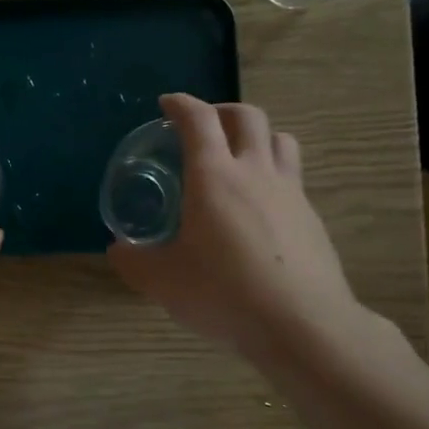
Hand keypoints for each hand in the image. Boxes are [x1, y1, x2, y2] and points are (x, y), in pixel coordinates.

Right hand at [108, 95, 362, 359]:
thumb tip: (117, 250)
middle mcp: (255, 173)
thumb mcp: (162, 281)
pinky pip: (294, 178)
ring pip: (280, 140)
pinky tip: (261, 208)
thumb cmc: (223, 293)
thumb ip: (134, 261)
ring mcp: (290, 193)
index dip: (181, 104)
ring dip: (258, 136)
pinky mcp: (312, 218)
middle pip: (248, 117)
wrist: (301, 325)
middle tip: (204, 125)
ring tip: (240, 156)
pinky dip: (274, 175)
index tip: (167, 104)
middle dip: (223, 111)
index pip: (198, 120)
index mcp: (213, 177)